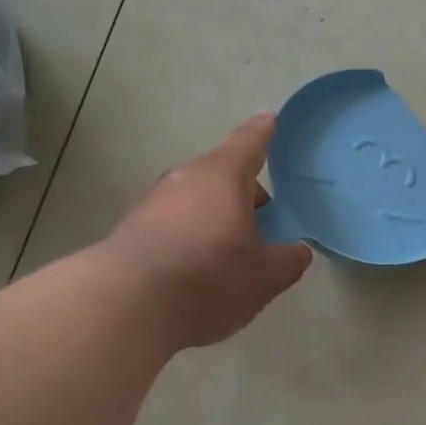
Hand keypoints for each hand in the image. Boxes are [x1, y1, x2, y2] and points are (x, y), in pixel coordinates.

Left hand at [100, 115, 312, 350]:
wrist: (128, 304)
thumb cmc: (210, 277)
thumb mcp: (265, 276)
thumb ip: (288, 260)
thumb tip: (297, 251)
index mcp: (223, 177)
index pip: (249, 143)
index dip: (263, 132)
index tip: (270, 119)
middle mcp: (185, 179)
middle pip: (221, 175)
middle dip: (243, 192)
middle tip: (263, 219)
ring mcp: (153, 203)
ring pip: (196, 200)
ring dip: (216, 217)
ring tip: (233, 251)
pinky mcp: (132, 230)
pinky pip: (174, 223)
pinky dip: (192, 236)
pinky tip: (200, 269)